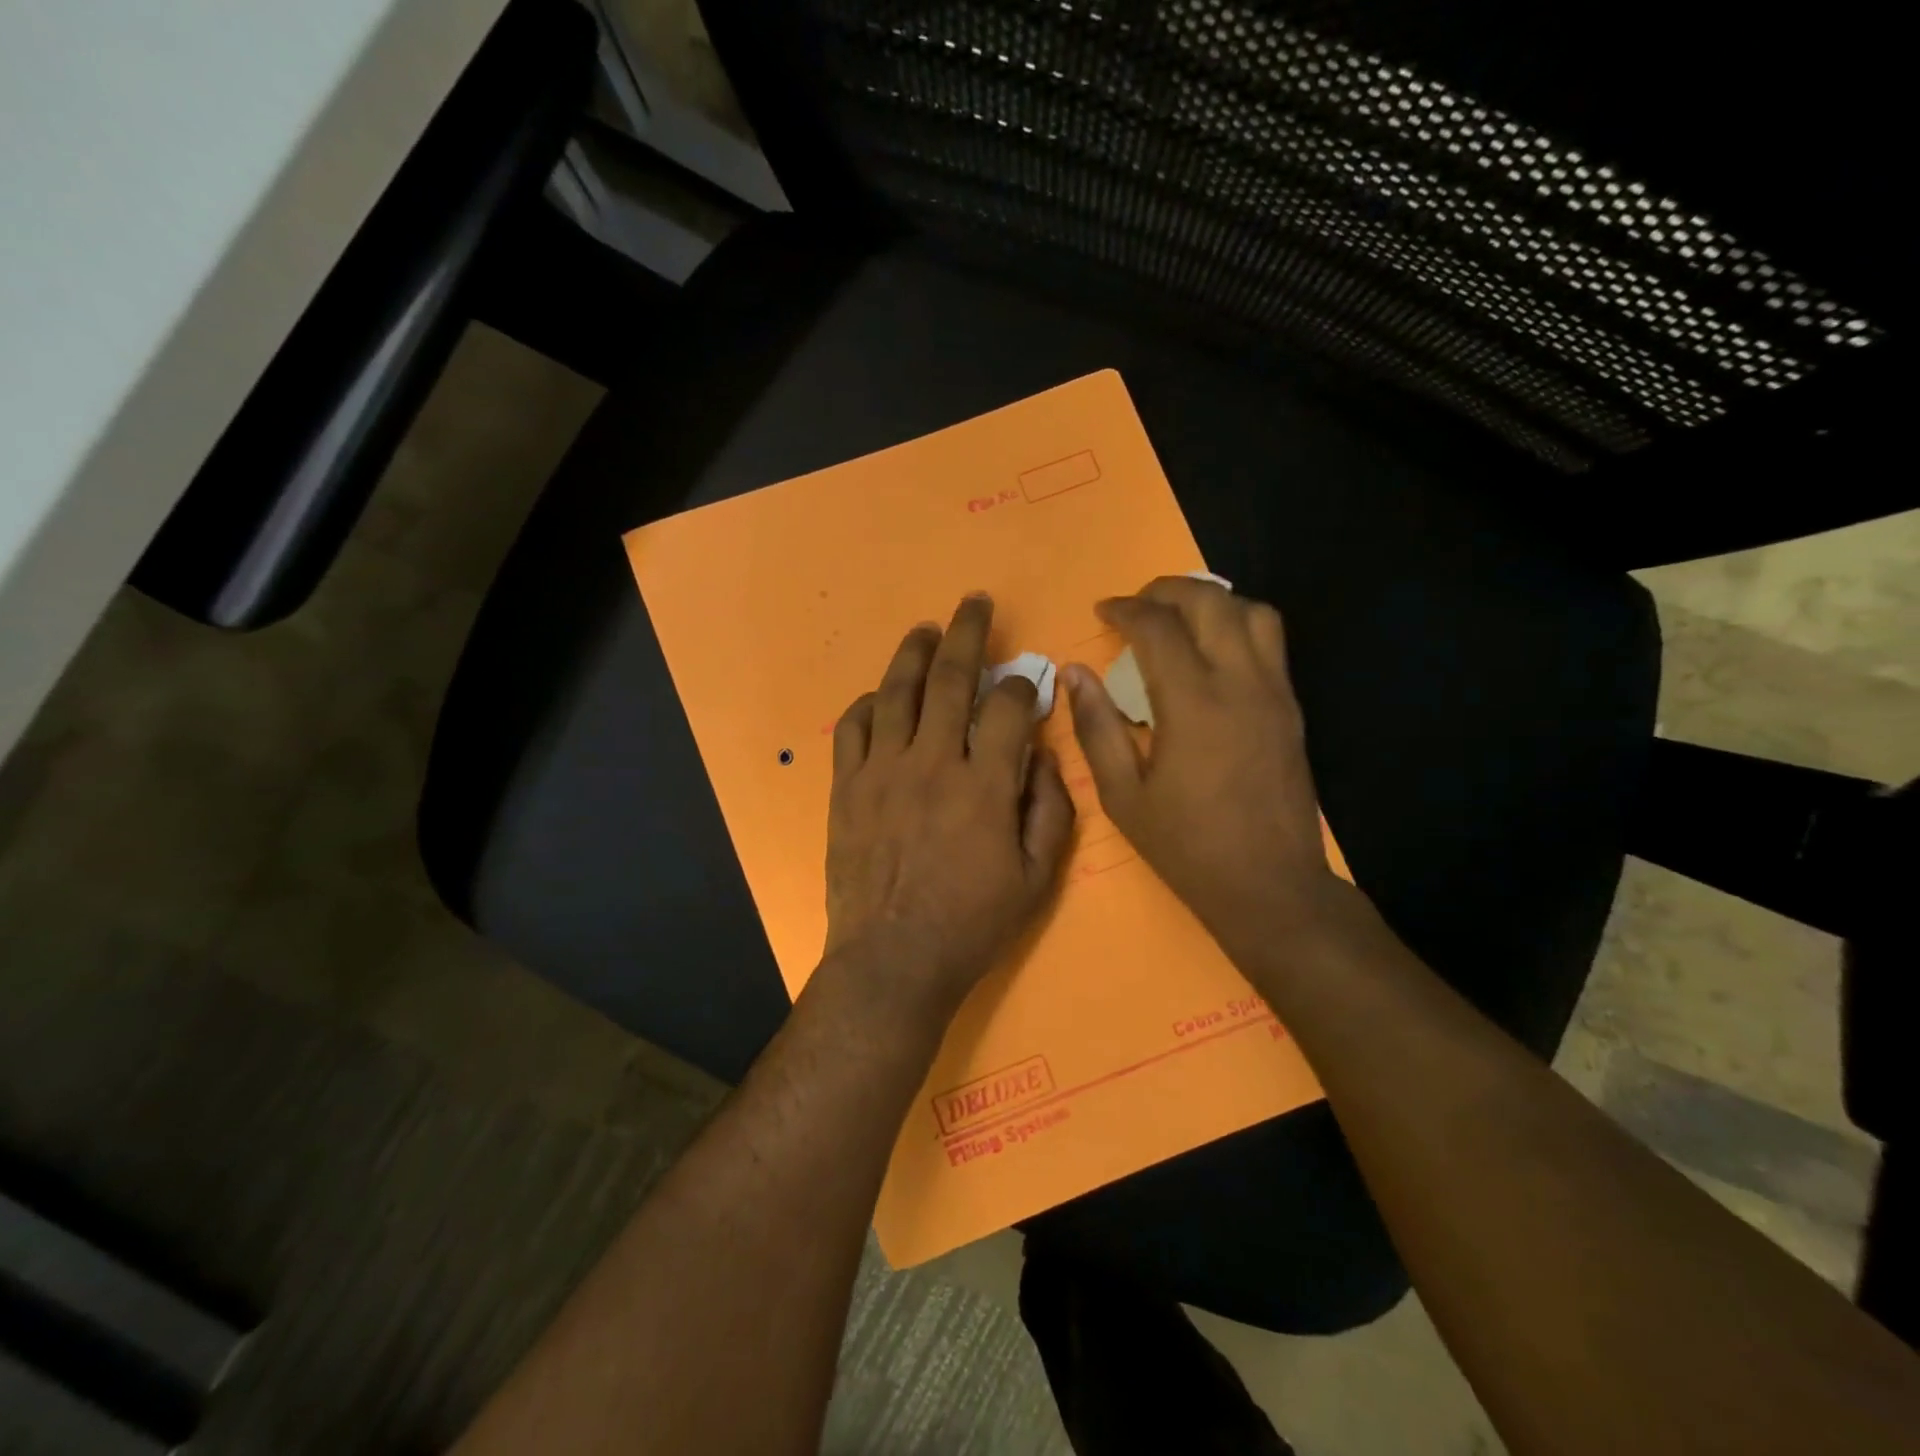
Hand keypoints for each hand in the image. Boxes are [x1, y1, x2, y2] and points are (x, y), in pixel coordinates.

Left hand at [824, 594, 1075, 1023]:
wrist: (893, 960)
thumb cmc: (972, 924)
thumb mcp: (1036, 878)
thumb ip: (1048, 809)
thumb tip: (1041, 755)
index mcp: (984, 784)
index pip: (1007, 707)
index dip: (1023, 683)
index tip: (1028, 678)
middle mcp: (932, 762)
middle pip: (951, 678)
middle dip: (968, 633)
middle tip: (975, 602)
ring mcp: (882, 770)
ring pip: (897, 691)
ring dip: (914, 653)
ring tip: (926, 629)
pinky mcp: (847, 787)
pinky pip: (853, 728)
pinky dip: (868, 704)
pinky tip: (880, 695)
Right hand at [1063, 577, 1343, 953]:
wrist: (1270, 885)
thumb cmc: (1187, 846)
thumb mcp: (1122, 795)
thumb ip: (1095, 727)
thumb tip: (1073, 673)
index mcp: (1193, 704)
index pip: (1158, 627)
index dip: (1125, 609)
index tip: (1103, 612)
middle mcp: (1241, 683)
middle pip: (1211, 602)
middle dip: (1168, 590)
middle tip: (1137, 605)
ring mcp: (1275, 692)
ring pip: (1252, 612)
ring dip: (1212, 602)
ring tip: (1179, 620)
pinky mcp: (1292, 708)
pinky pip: (1271, 641)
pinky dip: (1238, 625)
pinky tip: (1212, 652)